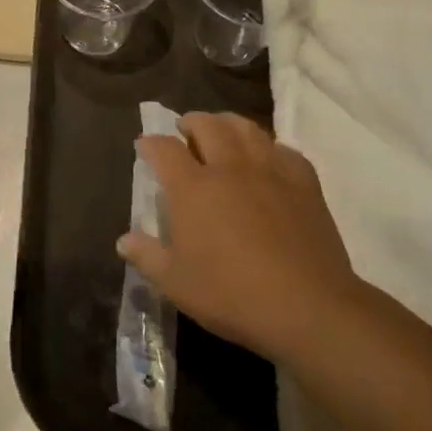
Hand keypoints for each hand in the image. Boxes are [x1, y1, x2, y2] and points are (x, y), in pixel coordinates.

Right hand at [117, 114, 355, 363]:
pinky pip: (284, 150)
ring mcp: (270, 171)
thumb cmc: (231, 295)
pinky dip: (268, 147)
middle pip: (207, 125)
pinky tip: (267, 159)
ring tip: (222, 132)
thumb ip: (146, 256)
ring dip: (228, 124)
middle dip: (191, 122)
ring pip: (246, 128)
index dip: (150, 143)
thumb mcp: (176, 283)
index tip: (144, 145)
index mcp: (192, 188)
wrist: (308, 308)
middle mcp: (229, 168)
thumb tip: (124, 240)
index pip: (164, 149)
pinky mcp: (304, 183)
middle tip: (185, 130)